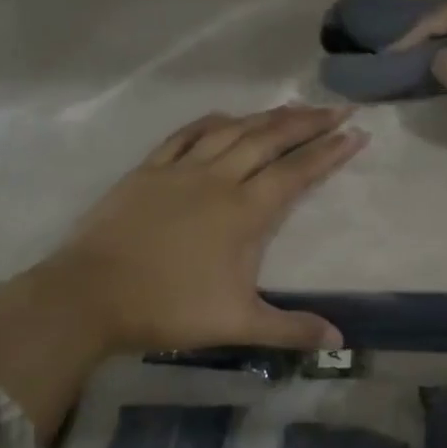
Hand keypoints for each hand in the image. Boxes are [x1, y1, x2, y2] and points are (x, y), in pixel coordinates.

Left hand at [0, 105, 364, 427]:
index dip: (330, 151)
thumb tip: (339, 341)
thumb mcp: (236, 324)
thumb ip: (290, 328)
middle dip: (308, 122)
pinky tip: (225, 116)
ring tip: (293, 106)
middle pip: (270, 139)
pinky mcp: (149, 169)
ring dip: (266, 116)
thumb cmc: (167, 308)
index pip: (297, 172)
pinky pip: (186, 134)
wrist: (90, 295)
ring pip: (232, 130)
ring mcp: (182, 169)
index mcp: (244, 211)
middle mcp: (219, 179)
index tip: (356, 132)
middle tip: (337, 107)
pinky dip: (211, 121)